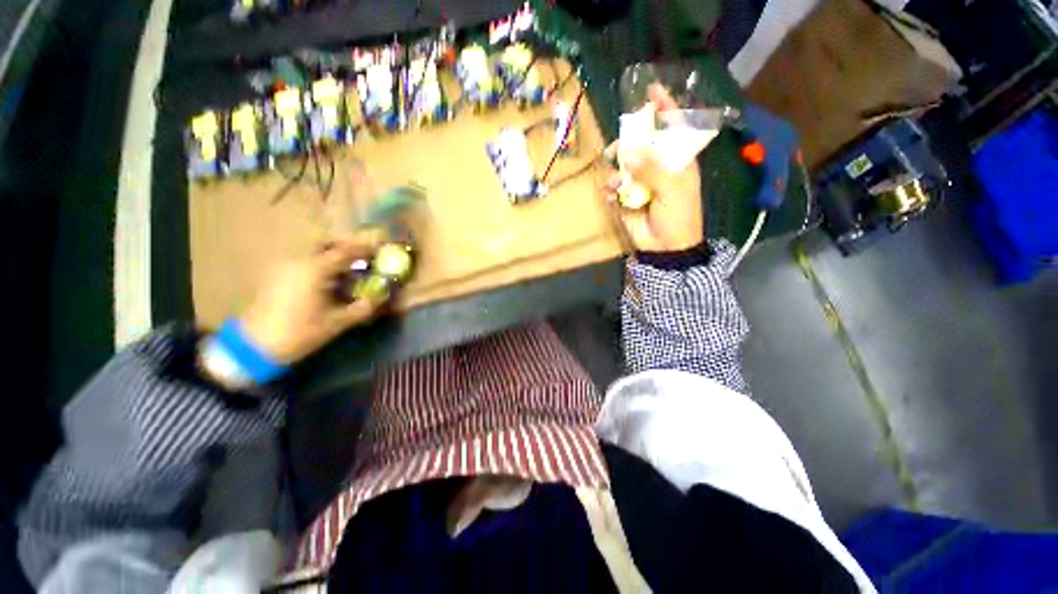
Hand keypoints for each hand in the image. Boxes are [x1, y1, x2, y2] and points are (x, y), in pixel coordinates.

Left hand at [239, 238, 384, 363]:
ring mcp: (284, 267)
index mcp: (314, 270)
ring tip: (348, 273)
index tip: (380, 249)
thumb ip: (364, 307)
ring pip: (314, 254)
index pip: (345, 252)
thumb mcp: (338, 322)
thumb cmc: (299, 332)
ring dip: (333, 259)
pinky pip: (304, 263)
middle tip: (364, 260)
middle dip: (348, 250)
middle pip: (327, 246)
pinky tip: (327, 282)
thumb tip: (382, 296)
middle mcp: (298, 262)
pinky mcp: (275, 275)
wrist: (254, 346)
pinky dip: (320, 266)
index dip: (365, 249)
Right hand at [604, 84, 703, 252]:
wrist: (665, 247)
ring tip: (616, 181)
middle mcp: (657, 166)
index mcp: (677, 160)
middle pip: (640, 143)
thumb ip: (652, 169)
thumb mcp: (673, 189)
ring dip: (616, 169)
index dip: (664, 108)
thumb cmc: (679, 215)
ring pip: (622, 164)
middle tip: (618, 148)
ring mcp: (639, 182)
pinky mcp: (624, 198)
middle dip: (628, 142)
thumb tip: (628, 152)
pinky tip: (613, 196)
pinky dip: (610, 189)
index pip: (672, 127)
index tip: (651, 90)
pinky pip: (612, 187)